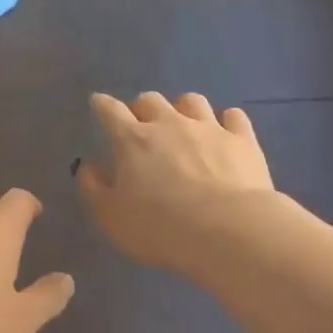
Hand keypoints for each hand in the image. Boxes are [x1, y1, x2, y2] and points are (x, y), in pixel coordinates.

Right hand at [78, 92, 274, 271]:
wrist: (226, 231)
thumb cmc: (160, 228)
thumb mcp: (112, 217)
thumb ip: (95, 189)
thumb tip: (89, 166)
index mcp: (133, 141)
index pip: (110, 111)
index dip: (102, 105)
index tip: (98, 104)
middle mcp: (170, 124)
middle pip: (151, 100)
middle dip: (143, 109)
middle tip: (143, 126)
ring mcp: (209, 128)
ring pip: (192, 101)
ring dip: (183, 109)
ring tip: (183, 125)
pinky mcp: (242, 140)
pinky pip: (233, 117)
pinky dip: (226, 121)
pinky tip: (225, 132)